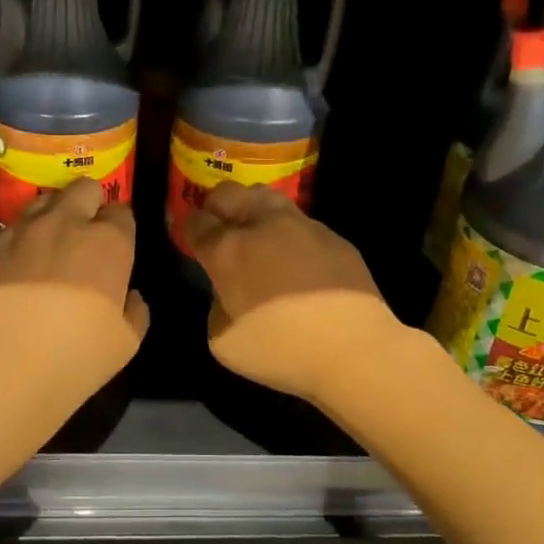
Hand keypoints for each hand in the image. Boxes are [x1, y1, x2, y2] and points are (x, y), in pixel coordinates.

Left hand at [0, 179, 149, 360]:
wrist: (6, 363)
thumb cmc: (78, 353)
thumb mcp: (127, 342)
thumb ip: (135, 312)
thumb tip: (131, 298)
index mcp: (108, 242)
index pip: (121, 212)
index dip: (119, 226)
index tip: (116, 243)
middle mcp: (65, 224)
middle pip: (82, 189)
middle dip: (88, 201)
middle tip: (85, 228)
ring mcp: (20, 232)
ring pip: (40, 202)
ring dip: (49, 216)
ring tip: (46, 243)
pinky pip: (3, 235)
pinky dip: (12, 246)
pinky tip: (10, 271)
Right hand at [180, 182, 401, 401]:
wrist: (354, 350)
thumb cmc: (280, 350)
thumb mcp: (223, 341)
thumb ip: (218, 306)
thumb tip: (230, 291)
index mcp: (228, 250)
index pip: (196, 222)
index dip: (189, 229)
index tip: (192, 240)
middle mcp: (263, 225)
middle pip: (229, 193)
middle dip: (217, 206)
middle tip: (219, 228)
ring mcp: (302, 226)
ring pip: (267, 196)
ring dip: (254, 209)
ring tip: (257, 235)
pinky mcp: (334, 237)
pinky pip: (302, 224)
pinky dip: (290, 235)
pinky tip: (298, 262)